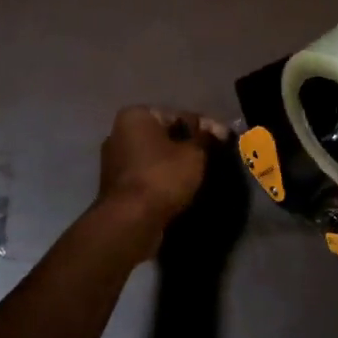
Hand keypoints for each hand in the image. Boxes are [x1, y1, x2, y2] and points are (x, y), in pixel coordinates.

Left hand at [95, 106, 229, 232]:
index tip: (223, 139)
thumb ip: (206, 138)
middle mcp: (119, 133)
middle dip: (187, 145)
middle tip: (213, 156)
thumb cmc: (163, 176)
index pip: (178, 115)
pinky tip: (181, 188)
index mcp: (135, 116)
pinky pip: (147, 175)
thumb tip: (217, 131)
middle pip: (164, 135)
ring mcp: (114, 161)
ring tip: (200, 174)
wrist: (130, 221)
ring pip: (155, 157)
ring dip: (176, 163)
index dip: (204, 127)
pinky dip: (163, 179)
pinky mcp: (116, 187)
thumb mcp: (194, 154)